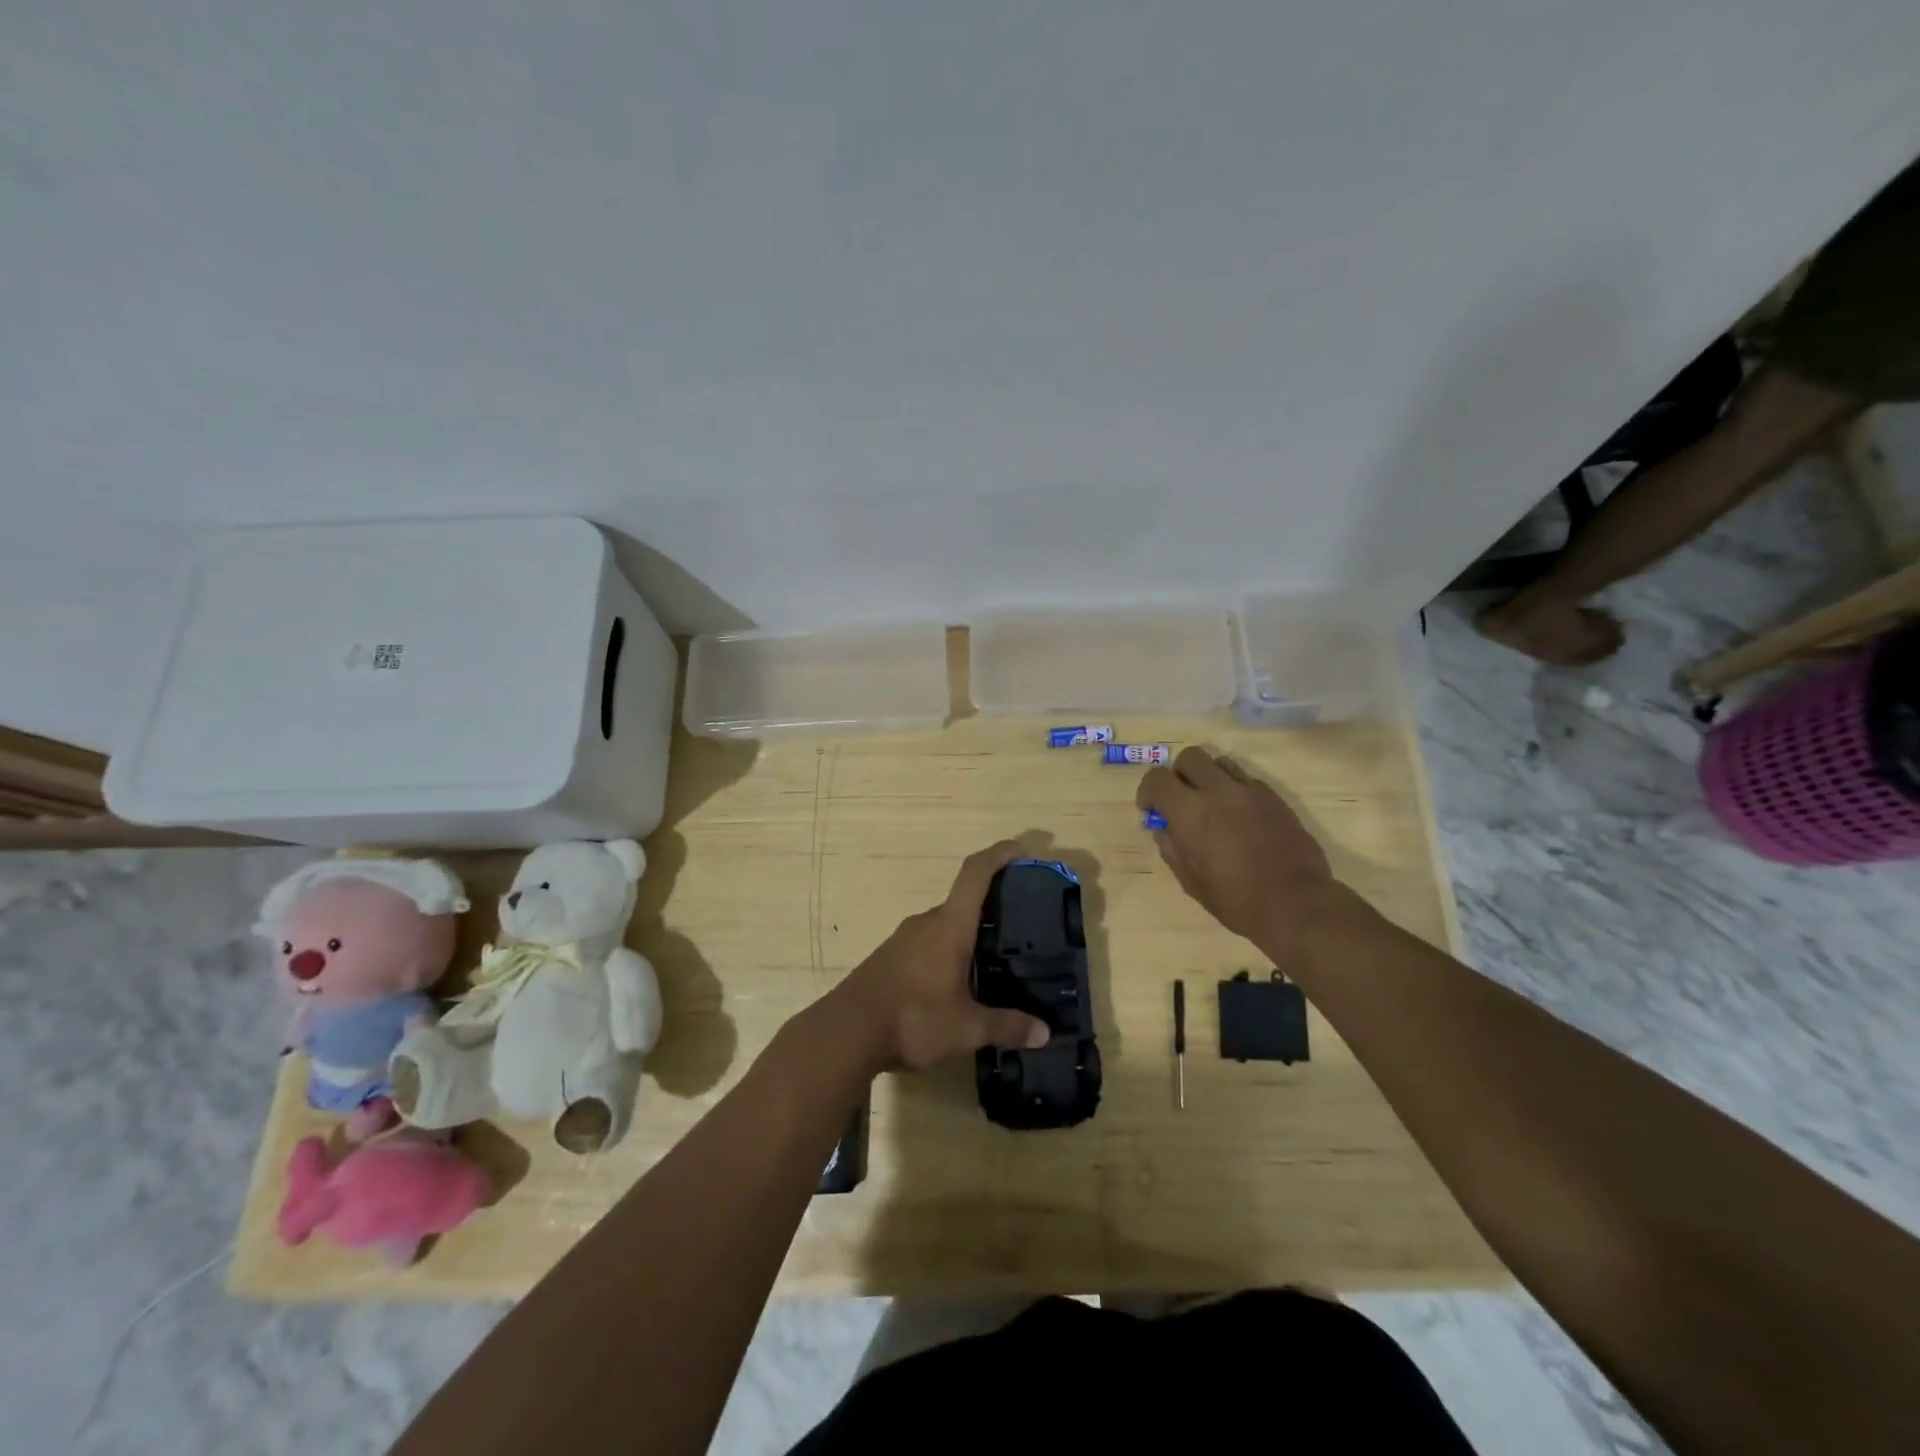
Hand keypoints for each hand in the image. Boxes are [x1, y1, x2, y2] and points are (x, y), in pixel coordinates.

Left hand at [833, 841, 1051, 1072]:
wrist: (845, 1034)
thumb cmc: (912, 1019)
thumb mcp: (966, 1029)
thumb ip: (1006, 1027)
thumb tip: (1045, 1032)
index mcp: (948, 927)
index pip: (975, 874)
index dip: (999, 855)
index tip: (1021, 849)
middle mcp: (926, 924)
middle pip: (962, 902)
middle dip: (990, 908)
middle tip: (1019, 927)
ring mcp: (903, 940)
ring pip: (944, 926)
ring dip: (967, 935)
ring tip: (993, 959)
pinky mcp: (890, 958)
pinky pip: (927, 944)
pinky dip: (947, 952)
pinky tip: (957, 983)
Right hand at [1136, 747, 1345, 949]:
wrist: (1296, 904)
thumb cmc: (1236, 900)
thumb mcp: (1191, 882)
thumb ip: (1172, 849)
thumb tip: (1165, 829)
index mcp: (1190, 812)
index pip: (1157, 778)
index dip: (1148, 791)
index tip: (1152, 810)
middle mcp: (1218, 791)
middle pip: (1190, 757)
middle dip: (1179, 774)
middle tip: (1182, 801)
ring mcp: (1250, 791)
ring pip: (1220, 762)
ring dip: (1208, 777)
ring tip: (1212, 804)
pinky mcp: (1275, 798)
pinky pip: (1247, 780)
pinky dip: (1235, 790)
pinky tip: (1239, 817)